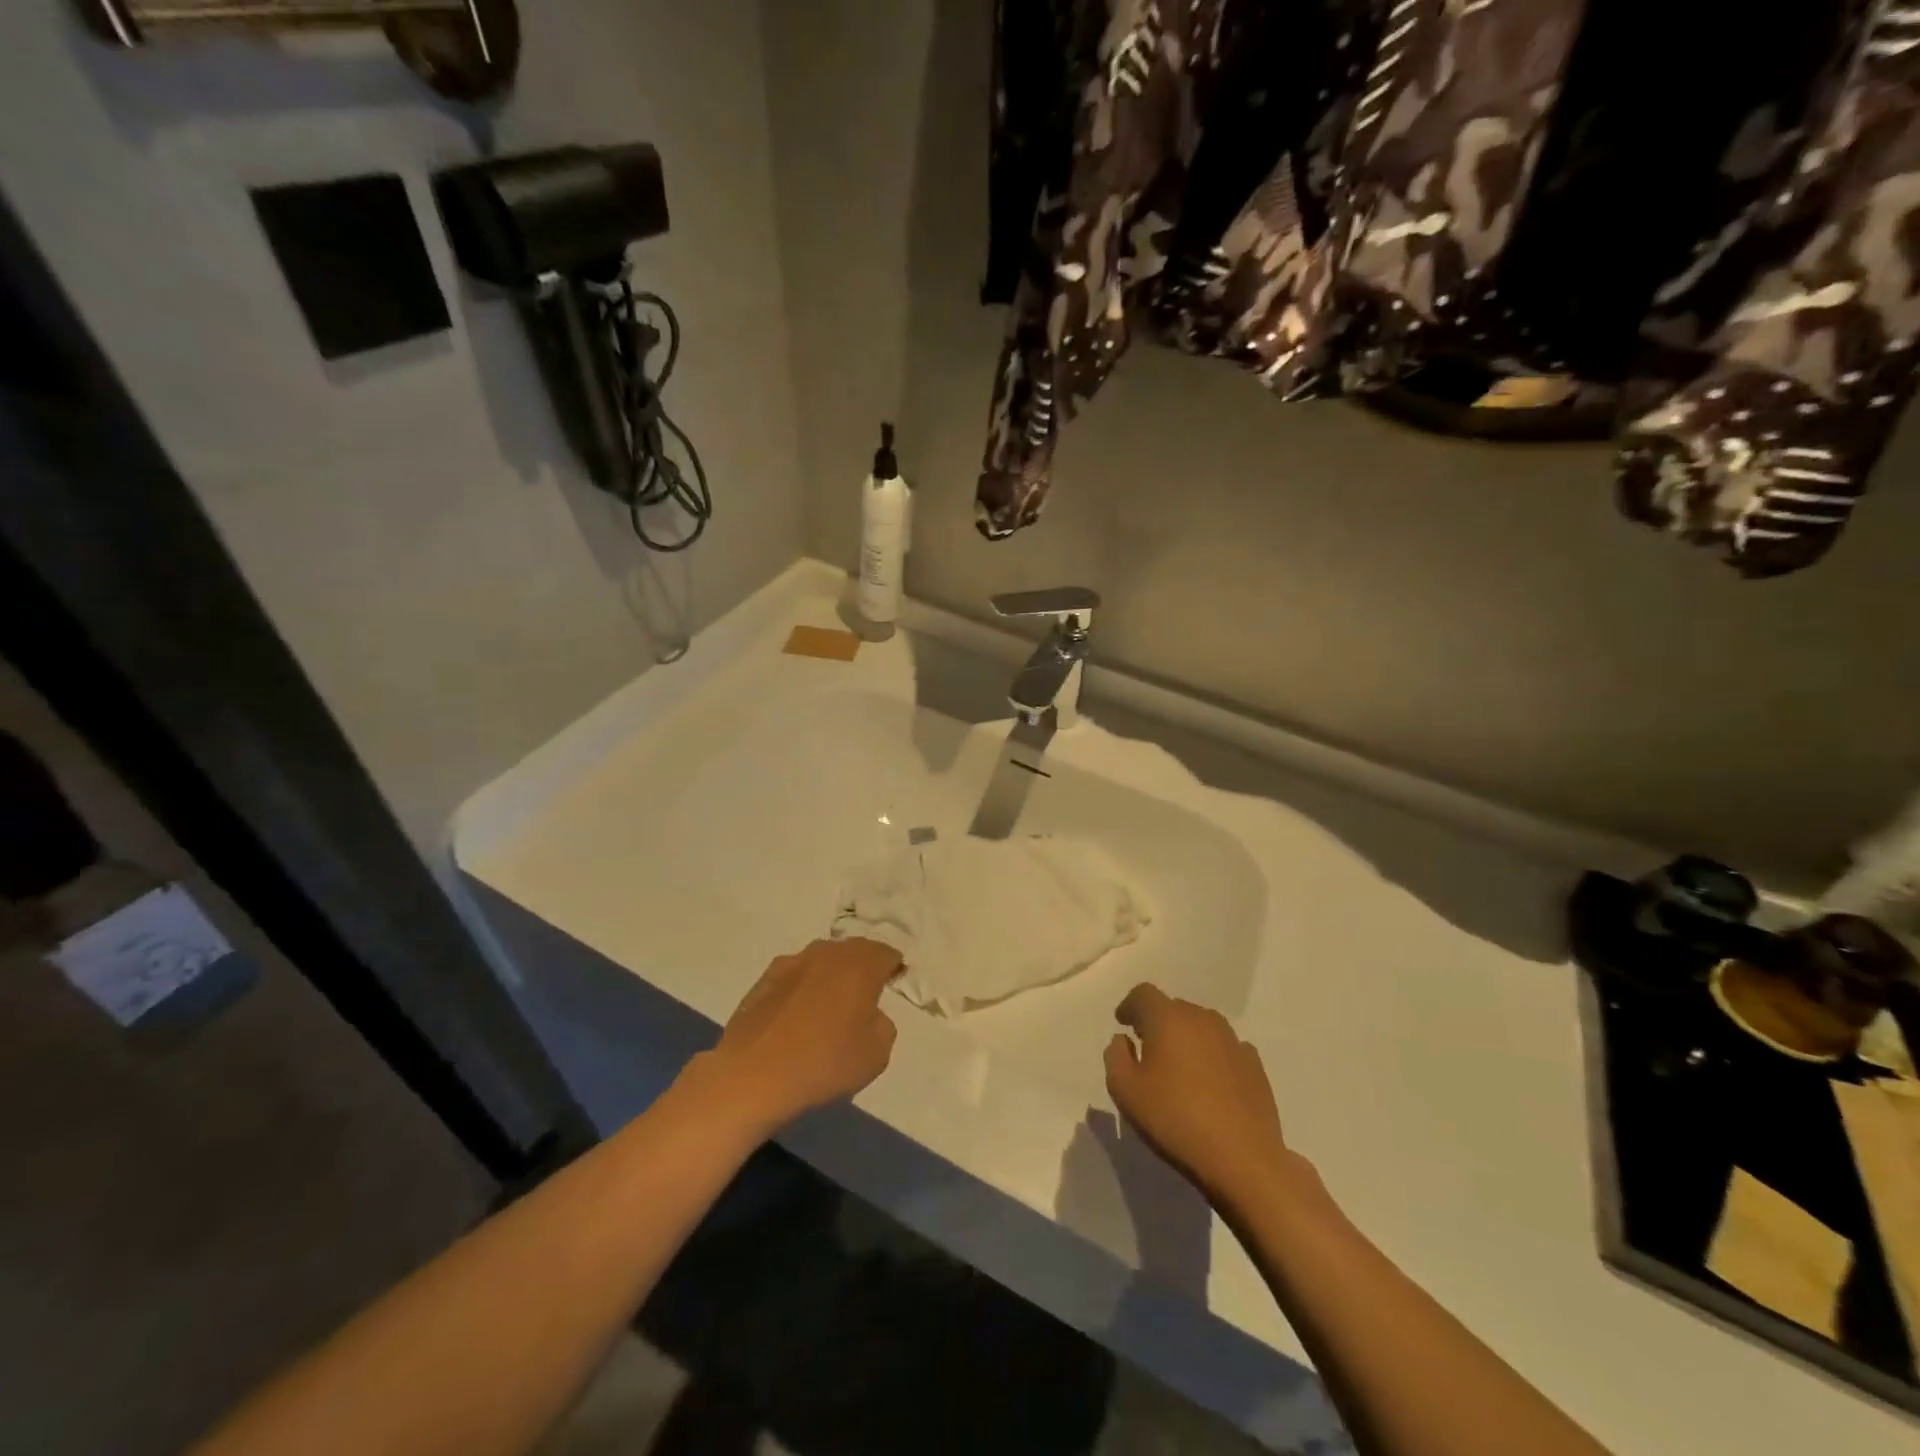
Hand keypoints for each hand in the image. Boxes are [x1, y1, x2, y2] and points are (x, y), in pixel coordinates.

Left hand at [692, 938, 902, 1132]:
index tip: (896, 980)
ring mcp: (790, 963)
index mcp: (859, 964)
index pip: (886, 953)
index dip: (894, 966)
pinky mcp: (762, 981)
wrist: (753, 1076)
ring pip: (821, 961)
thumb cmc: (825, 1062)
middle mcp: (826, 953)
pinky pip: (794, 978)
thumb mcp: (877, 1052)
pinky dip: (802, 990)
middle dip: (862, 966)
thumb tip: (869, 1014)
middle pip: (853, 951)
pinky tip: (797, 1017)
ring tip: (829, 1005)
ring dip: (829, 976)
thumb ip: (882, 1023)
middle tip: (866, 993)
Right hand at [1104, 984, 1294, 1208]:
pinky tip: (1210, 1083)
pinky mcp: (1254, 1065)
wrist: (1242, 1158)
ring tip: (1180, 1067)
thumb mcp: (1125, 1090)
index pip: (1144, 994)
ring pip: (1202, 1026)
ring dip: (1187, 1038)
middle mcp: (1202, 1019)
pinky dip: (1213, 1056)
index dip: (1130, 1005)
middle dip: (1158, 1022)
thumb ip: (1115, 1056)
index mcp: (1168, 1018)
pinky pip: (1225, 1048)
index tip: (1123, 1024)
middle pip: (1174, 1008)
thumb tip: (1124, 1040)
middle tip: (1148, 1050)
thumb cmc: (1175, 1119)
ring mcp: (1233, 1041)